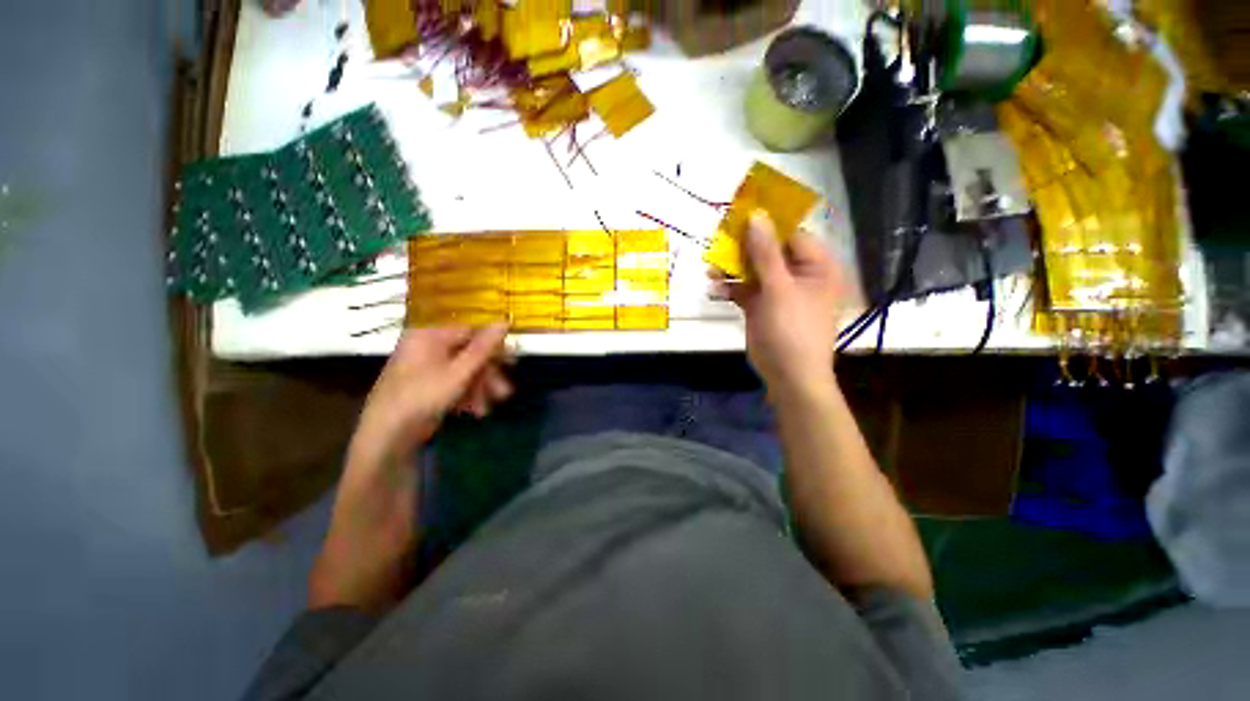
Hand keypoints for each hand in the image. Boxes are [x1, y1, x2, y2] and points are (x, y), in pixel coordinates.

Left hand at [309, 325, 512, 612]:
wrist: (384, 449)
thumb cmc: (418, 402)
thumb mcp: (457, 375)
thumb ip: (483, 348)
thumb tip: (506, 320)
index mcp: (425, 337)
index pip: (468, 328)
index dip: (492, 342)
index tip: (513, 357)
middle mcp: (425, 349)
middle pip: (469, 352)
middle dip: (489, 372)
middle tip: (506, 389)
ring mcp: (426, 371)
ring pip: (466, 371)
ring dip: (483, 387)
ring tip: (491, 406)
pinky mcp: (429, 390)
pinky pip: (457, 385)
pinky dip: (470, 396)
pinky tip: (477, 411)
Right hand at [714, 212, 845, 393]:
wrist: (788, 376)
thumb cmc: (792, 330)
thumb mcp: (779, 289)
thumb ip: (766, 253)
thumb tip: (756, 216)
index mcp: (816, 266)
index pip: (790, 234)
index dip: (765, 224)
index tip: (738, 215)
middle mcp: (799, 274)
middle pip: (768, 251)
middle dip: (742, 248)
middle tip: (718, 240)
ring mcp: (779, 291)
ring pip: (753, 270)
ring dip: (732, 268)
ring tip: (710, 266)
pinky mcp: (762, 306)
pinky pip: (745, 289)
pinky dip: (731, 287)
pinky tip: (714, 287)